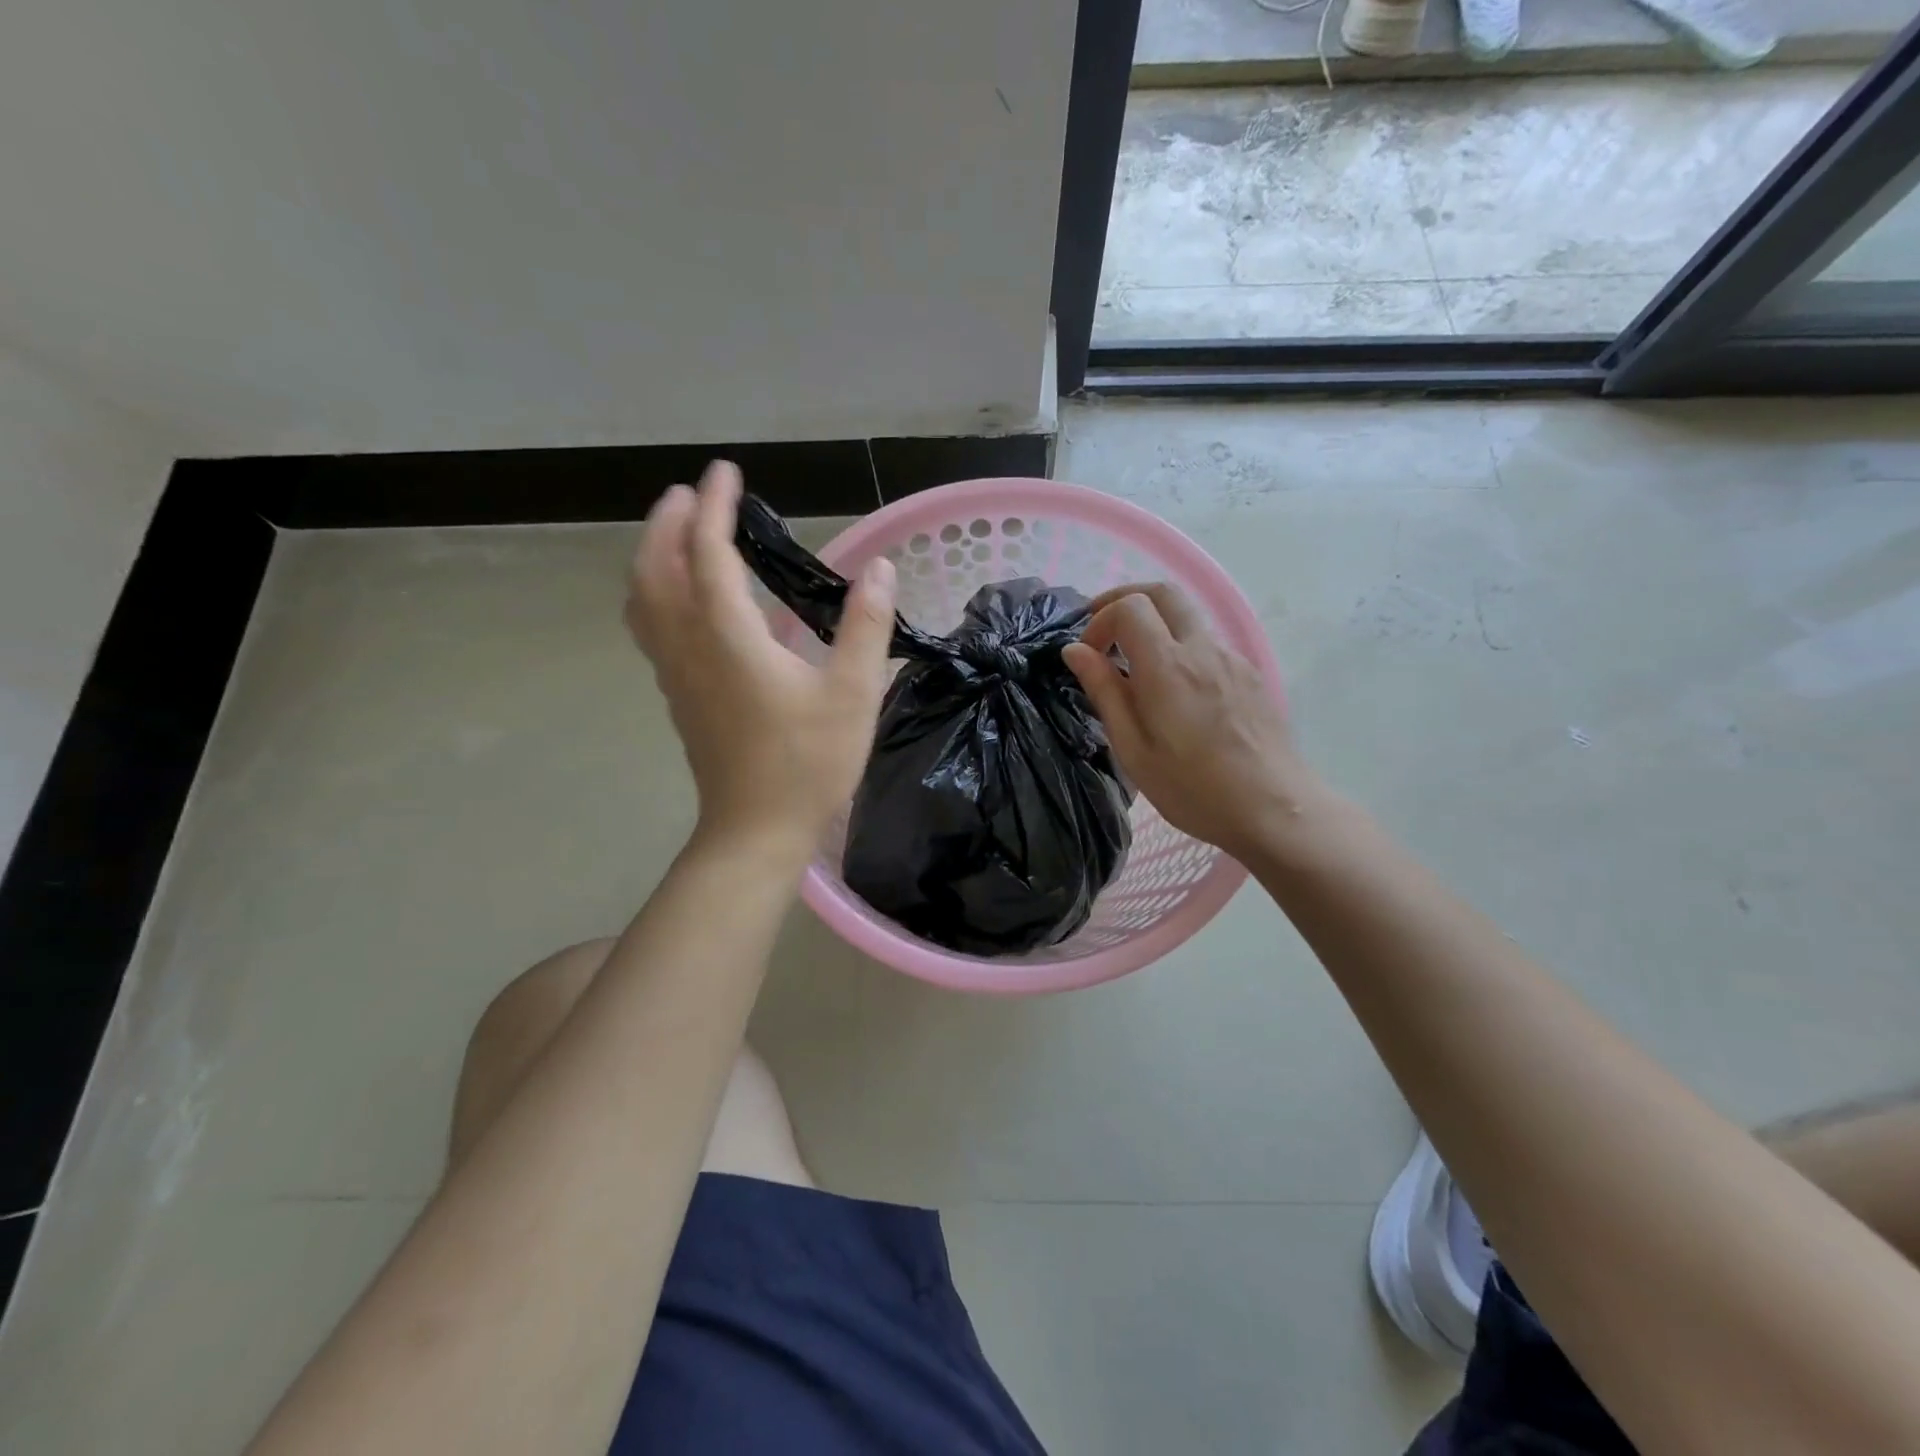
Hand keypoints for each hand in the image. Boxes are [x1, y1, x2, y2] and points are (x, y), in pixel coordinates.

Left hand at [625, 461, 896, 855]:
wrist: (755, 831)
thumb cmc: (808, 763)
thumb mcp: (852, 694)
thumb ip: (865, 626)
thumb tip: (878, 569)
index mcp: (728, 637)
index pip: (709, 554)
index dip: (715, 508)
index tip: (727, 473)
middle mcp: (689, 646)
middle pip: (656, 568)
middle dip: (669, 523)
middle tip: (692, 494)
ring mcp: (676, 674)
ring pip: (644, 599)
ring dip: (653, 555)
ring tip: (679, 533)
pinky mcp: (679, 696)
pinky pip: (651, 627)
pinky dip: (656, 592)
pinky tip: (683, 599)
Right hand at [1061, 583, 1313, 861]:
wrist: (1275, 808)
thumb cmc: (1193, 788)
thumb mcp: (1133, 749)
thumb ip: (1104, 692)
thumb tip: (1075, 651)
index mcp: (1168, 666)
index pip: (1130, 607)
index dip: (1101, 620)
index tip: (1088, 655)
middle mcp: (1202, 649)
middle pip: (1164, 592)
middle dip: (1126, 599)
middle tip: (1103, 629)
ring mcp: (1232, 658)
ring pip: (1189, 615)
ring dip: (1155, 623)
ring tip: (1135, 664)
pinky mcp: (1250, 674)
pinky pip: (1208, 642)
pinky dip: (1180, 645)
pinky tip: (1174, 689)